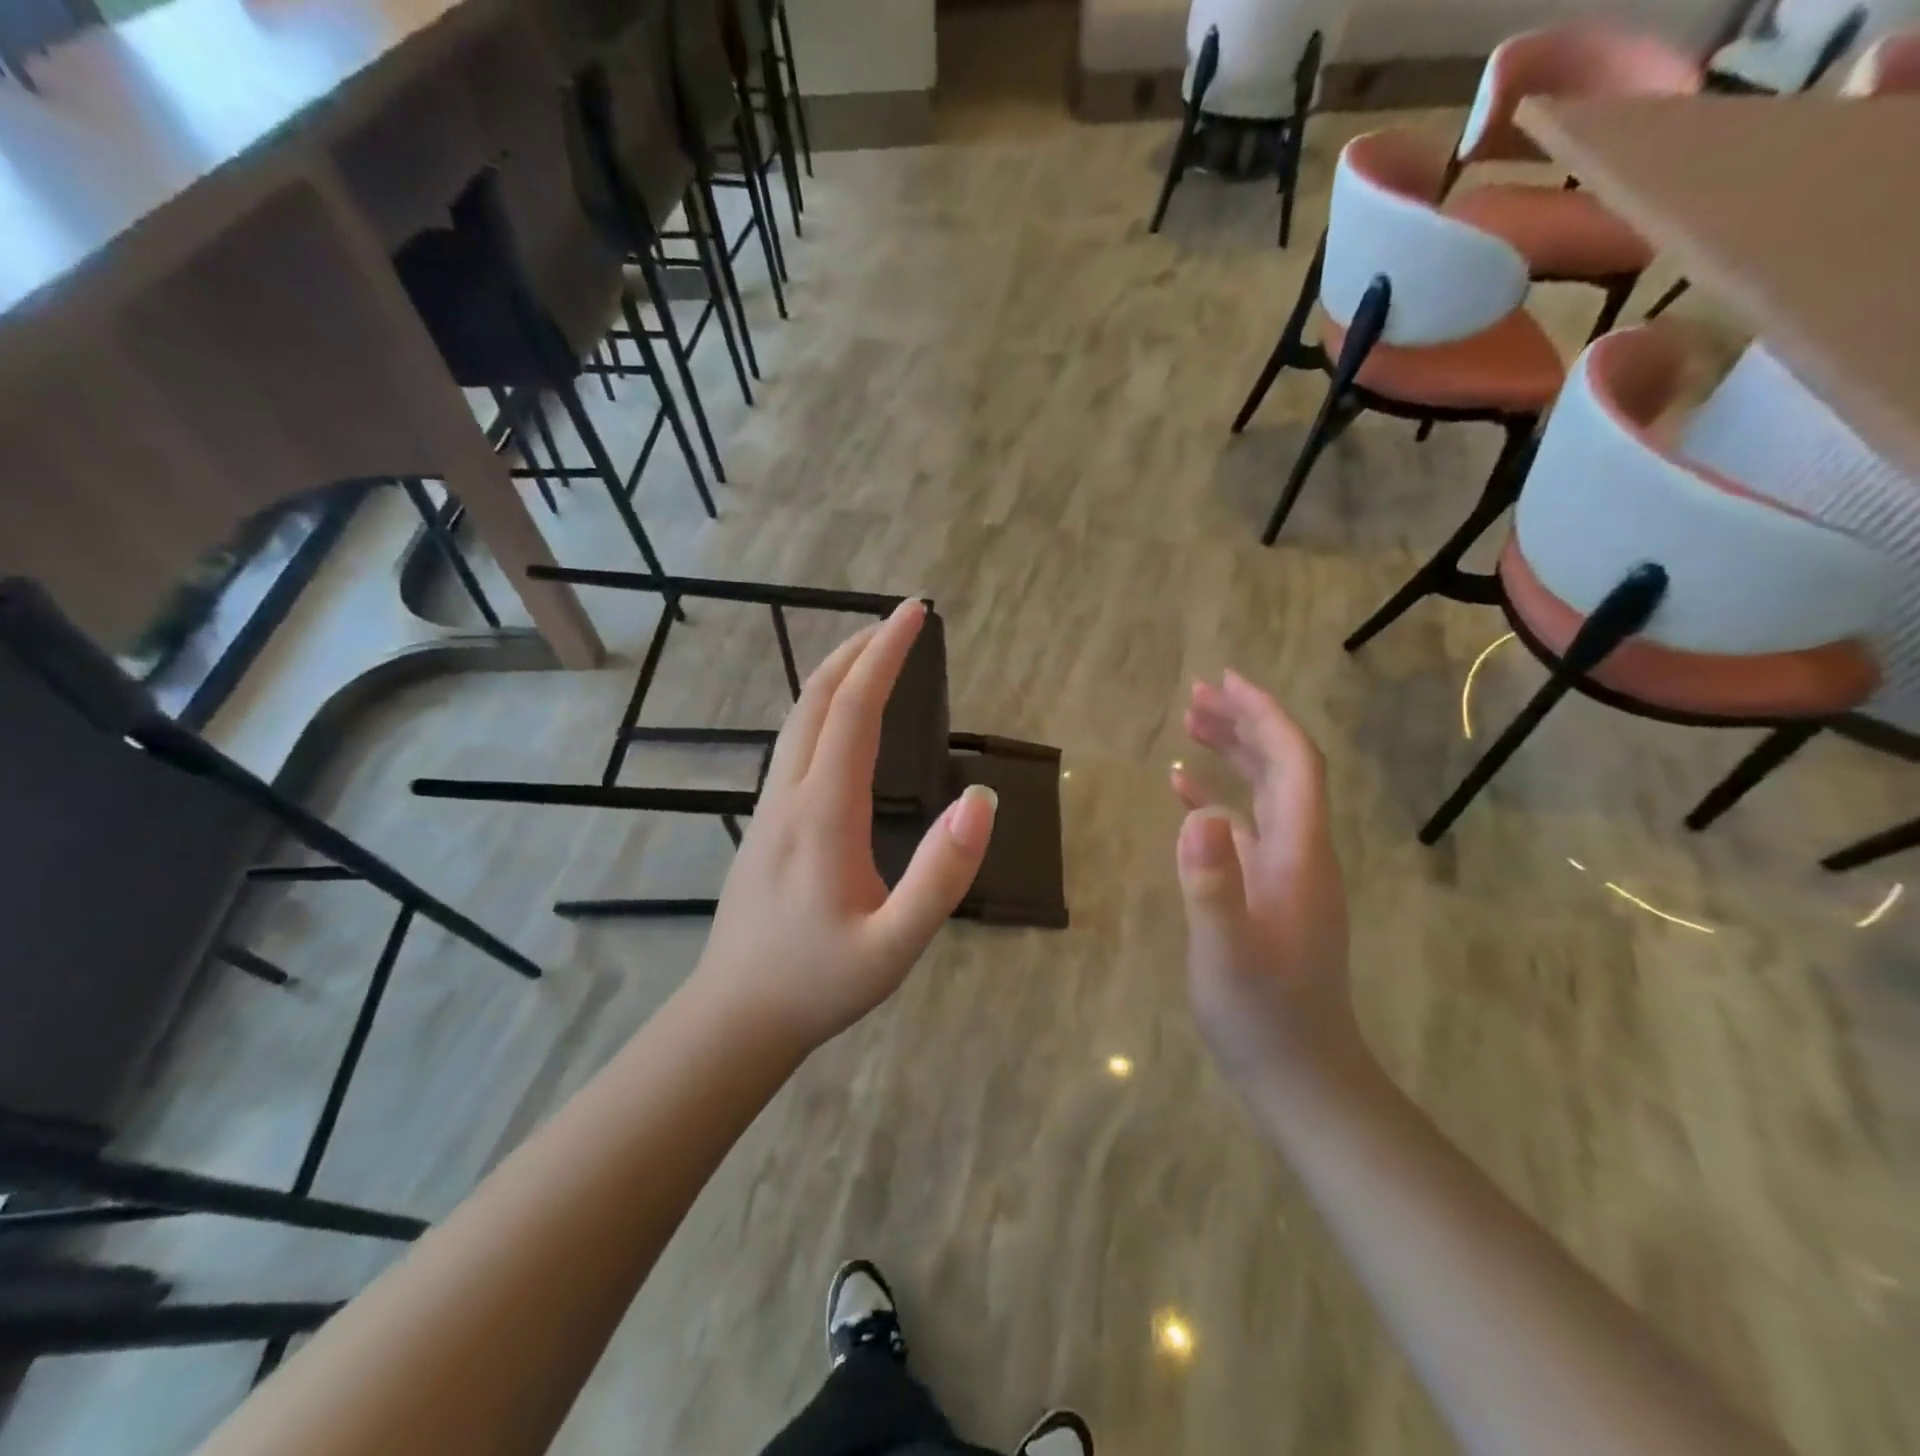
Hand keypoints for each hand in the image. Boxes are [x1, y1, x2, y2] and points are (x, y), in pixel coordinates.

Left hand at [694, 600, 996, 1050]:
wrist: (735, 1017)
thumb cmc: (819, 983)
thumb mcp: (896, 945)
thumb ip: (941, 876)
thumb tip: (981, 801)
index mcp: (823, 814)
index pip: (854, 711)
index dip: (885, 656)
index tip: (914, 614)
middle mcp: (789, 795)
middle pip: (817, 700)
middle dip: (859, 650)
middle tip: (901, 621)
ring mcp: (769, 807)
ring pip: (798, 720)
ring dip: (837, 676)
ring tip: (876, 656)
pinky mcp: (765, 823)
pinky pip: (793, 744)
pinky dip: (822, 708)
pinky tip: (841, 722)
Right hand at [1172, 672, 1369, 1100]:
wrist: (1300, 1073)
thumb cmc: (1263, 1015)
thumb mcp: (1226, 953)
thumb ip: (1212, 884)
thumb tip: (1196, 814)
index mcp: (1300, 854)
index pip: (1294, 763)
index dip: (1265, 716)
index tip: (1226, 681)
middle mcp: (1301, 851)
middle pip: (1282, 767)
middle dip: (1244, 723)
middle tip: (1197, 693)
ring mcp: (1286, 871)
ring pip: (1264, 792)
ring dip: (1232, 753)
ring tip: (1190, 722)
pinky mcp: (1267, 890)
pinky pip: (1246, 825)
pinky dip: (1217, 797)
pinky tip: (1183, 790)